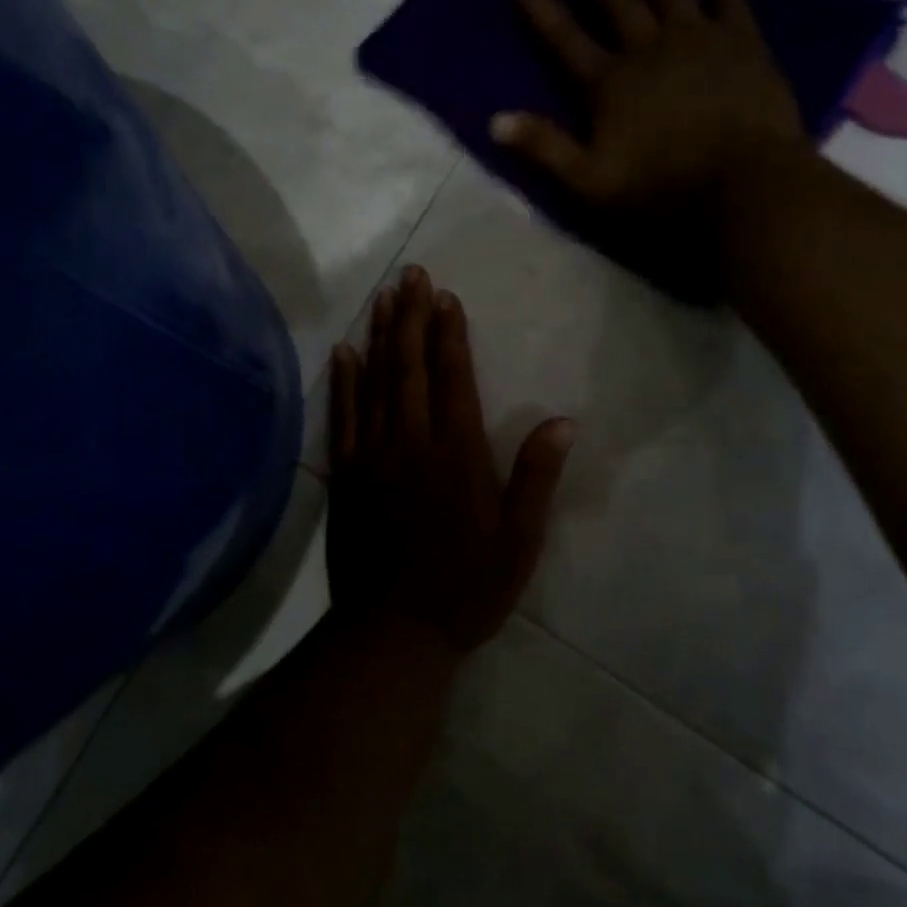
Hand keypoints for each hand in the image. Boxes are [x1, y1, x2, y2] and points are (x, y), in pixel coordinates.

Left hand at [326, 266, 573, 652]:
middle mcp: (411, 443)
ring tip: (383, 296)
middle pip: (409, 367)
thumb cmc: (466, 588)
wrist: (393, 631)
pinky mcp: (347, 474)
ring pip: (375, 381)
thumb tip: (563, 421)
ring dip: (379, 335)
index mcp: (457, 454)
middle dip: (411, 317)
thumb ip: (536, 478)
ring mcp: (372, 456)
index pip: (452, 378)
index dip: (449, 334)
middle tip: (411, 274)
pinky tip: (344, 352)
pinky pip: (344, 416)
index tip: (445, 297)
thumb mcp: (518, 541)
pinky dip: (344, 381)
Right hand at [495, 0, 806, 219]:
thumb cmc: (661, 189)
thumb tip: (494, 121)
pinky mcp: (741, 40)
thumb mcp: (590, 182)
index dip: (538, 7)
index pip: (563, 38)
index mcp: (608, 83)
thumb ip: (545, 148)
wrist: (741, 185)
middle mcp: (647, 47)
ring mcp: (696, 38)